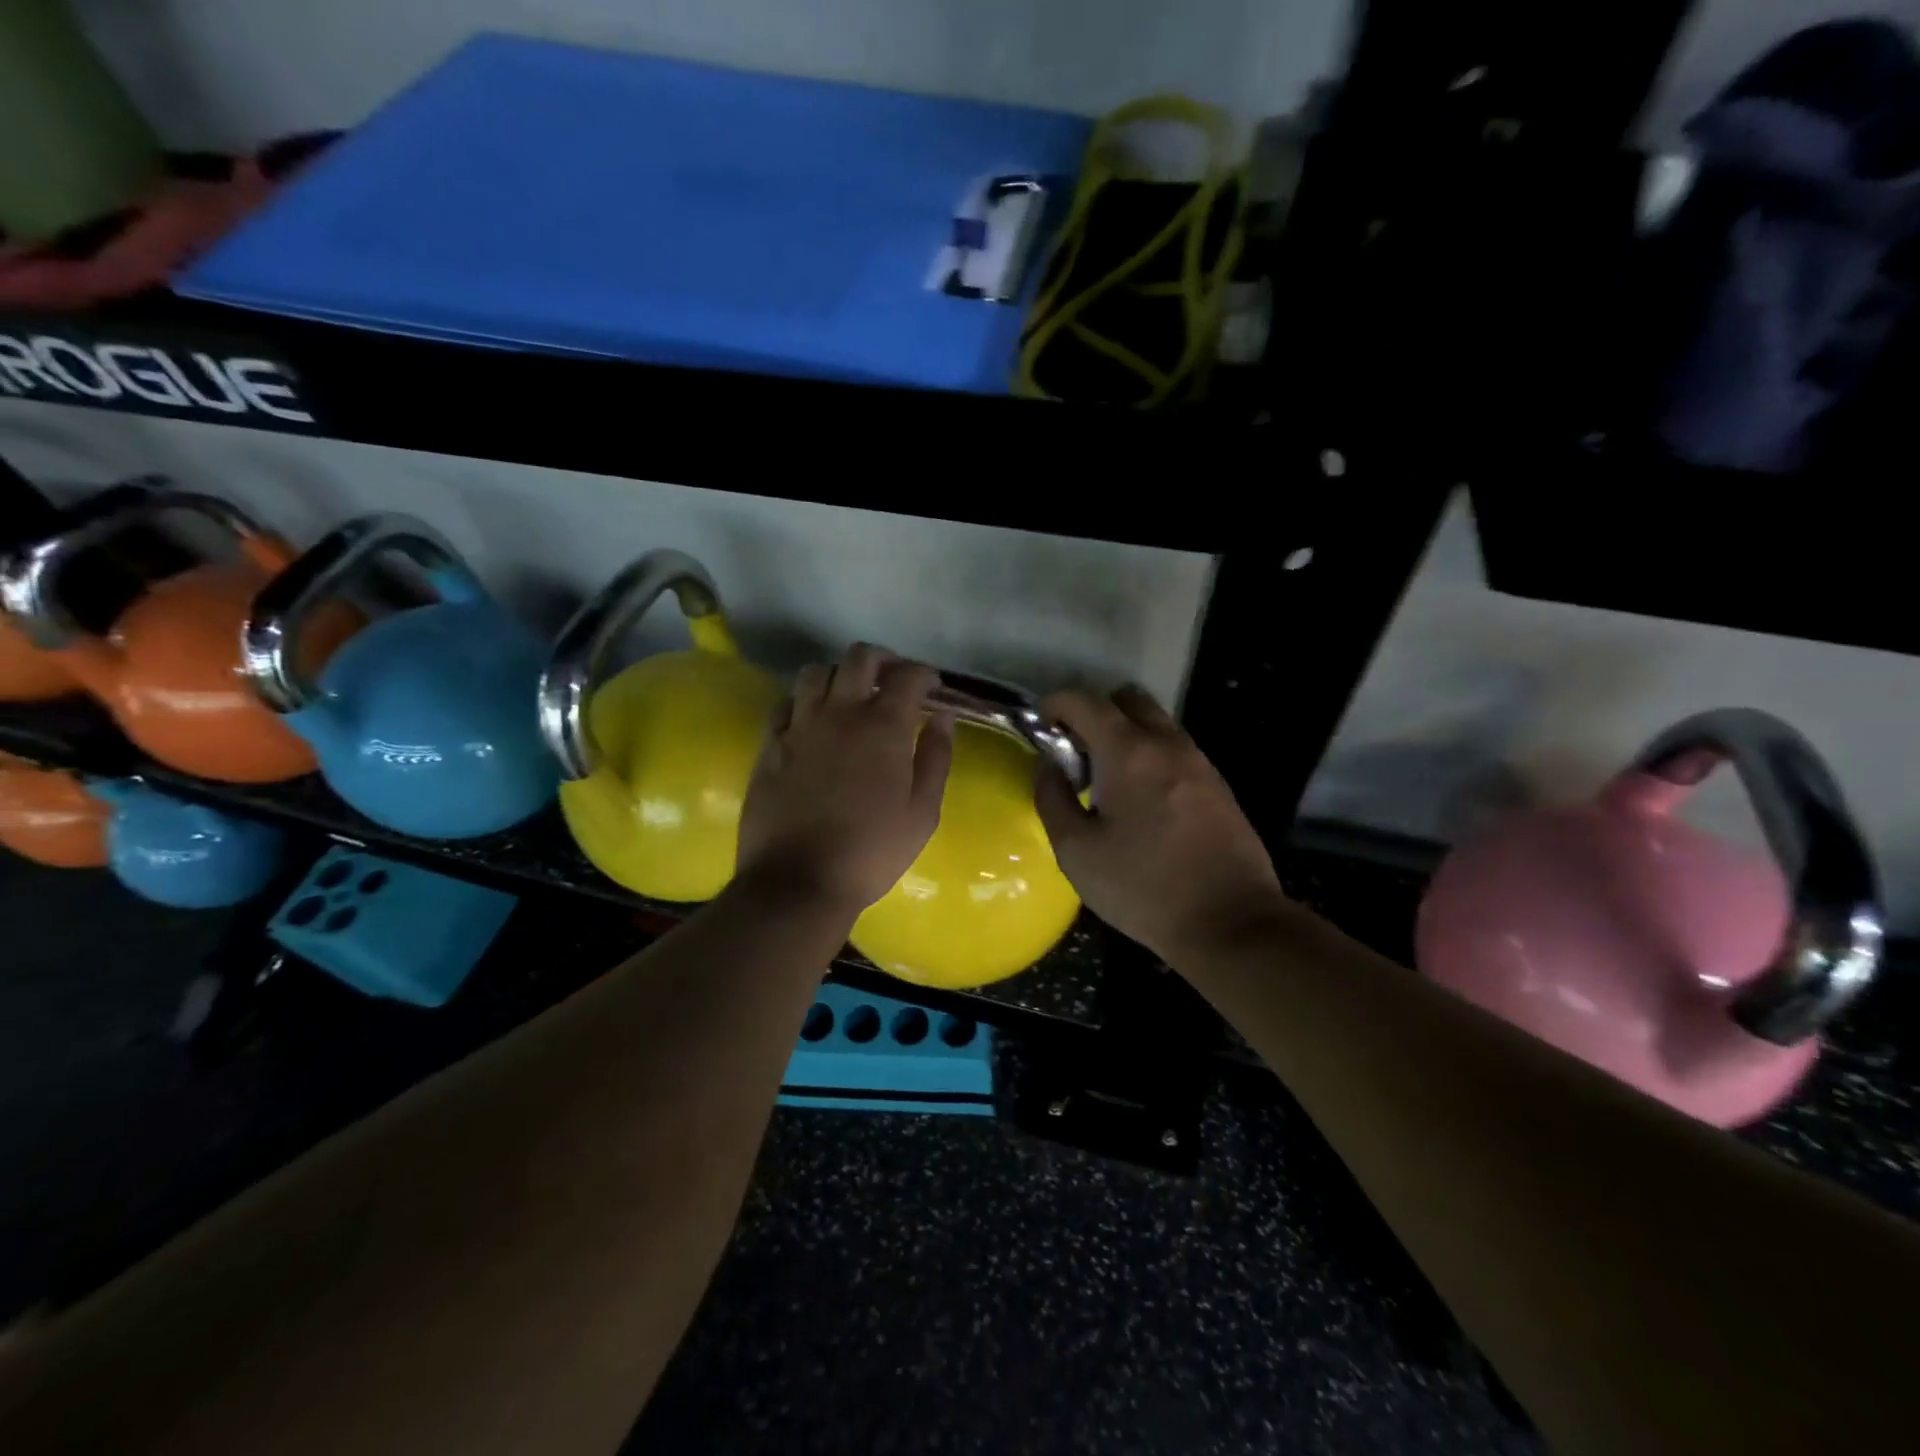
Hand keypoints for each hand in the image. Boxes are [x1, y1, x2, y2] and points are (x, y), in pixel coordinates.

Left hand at [735, 645, 952, 920]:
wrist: (798, 882)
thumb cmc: (871, 852)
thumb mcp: (922, 813)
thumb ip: (936, 758)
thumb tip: (942, 718)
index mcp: (884, 727)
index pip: (908, 675)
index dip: (924, 674)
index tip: (931, 688)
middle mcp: (840, 713)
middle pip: (859, 657)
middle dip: (882, 660)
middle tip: (892, 681)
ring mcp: (800, 726)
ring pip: (817, 672)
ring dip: (840, 675)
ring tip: (850, 697)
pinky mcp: (770, 744)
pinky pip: (785, 703)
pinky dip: (804, 700)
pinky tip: (812, 720)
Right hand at [1034, 686, 1288, 961]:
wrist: (1230, 922)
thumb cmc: (1143, 887)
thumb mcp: (1077, 851)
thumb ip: (1053, 798)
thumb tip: (1049, 766)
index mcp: (1129, 752)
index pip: (1085, 700)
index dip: (1055, 704)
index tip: (1042, 727)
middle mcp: (1167, 743)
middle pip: (1127, 699)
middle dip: (1095, 712)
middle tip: (1078, 753)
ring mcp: (1199, 761)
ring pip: (1156, 723)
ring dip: (1125, 735)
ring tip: (1108, 783)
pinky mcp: (1218, 785)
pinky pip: (1175, 750)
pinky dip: (1151, 756)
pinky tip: (1142, 803)